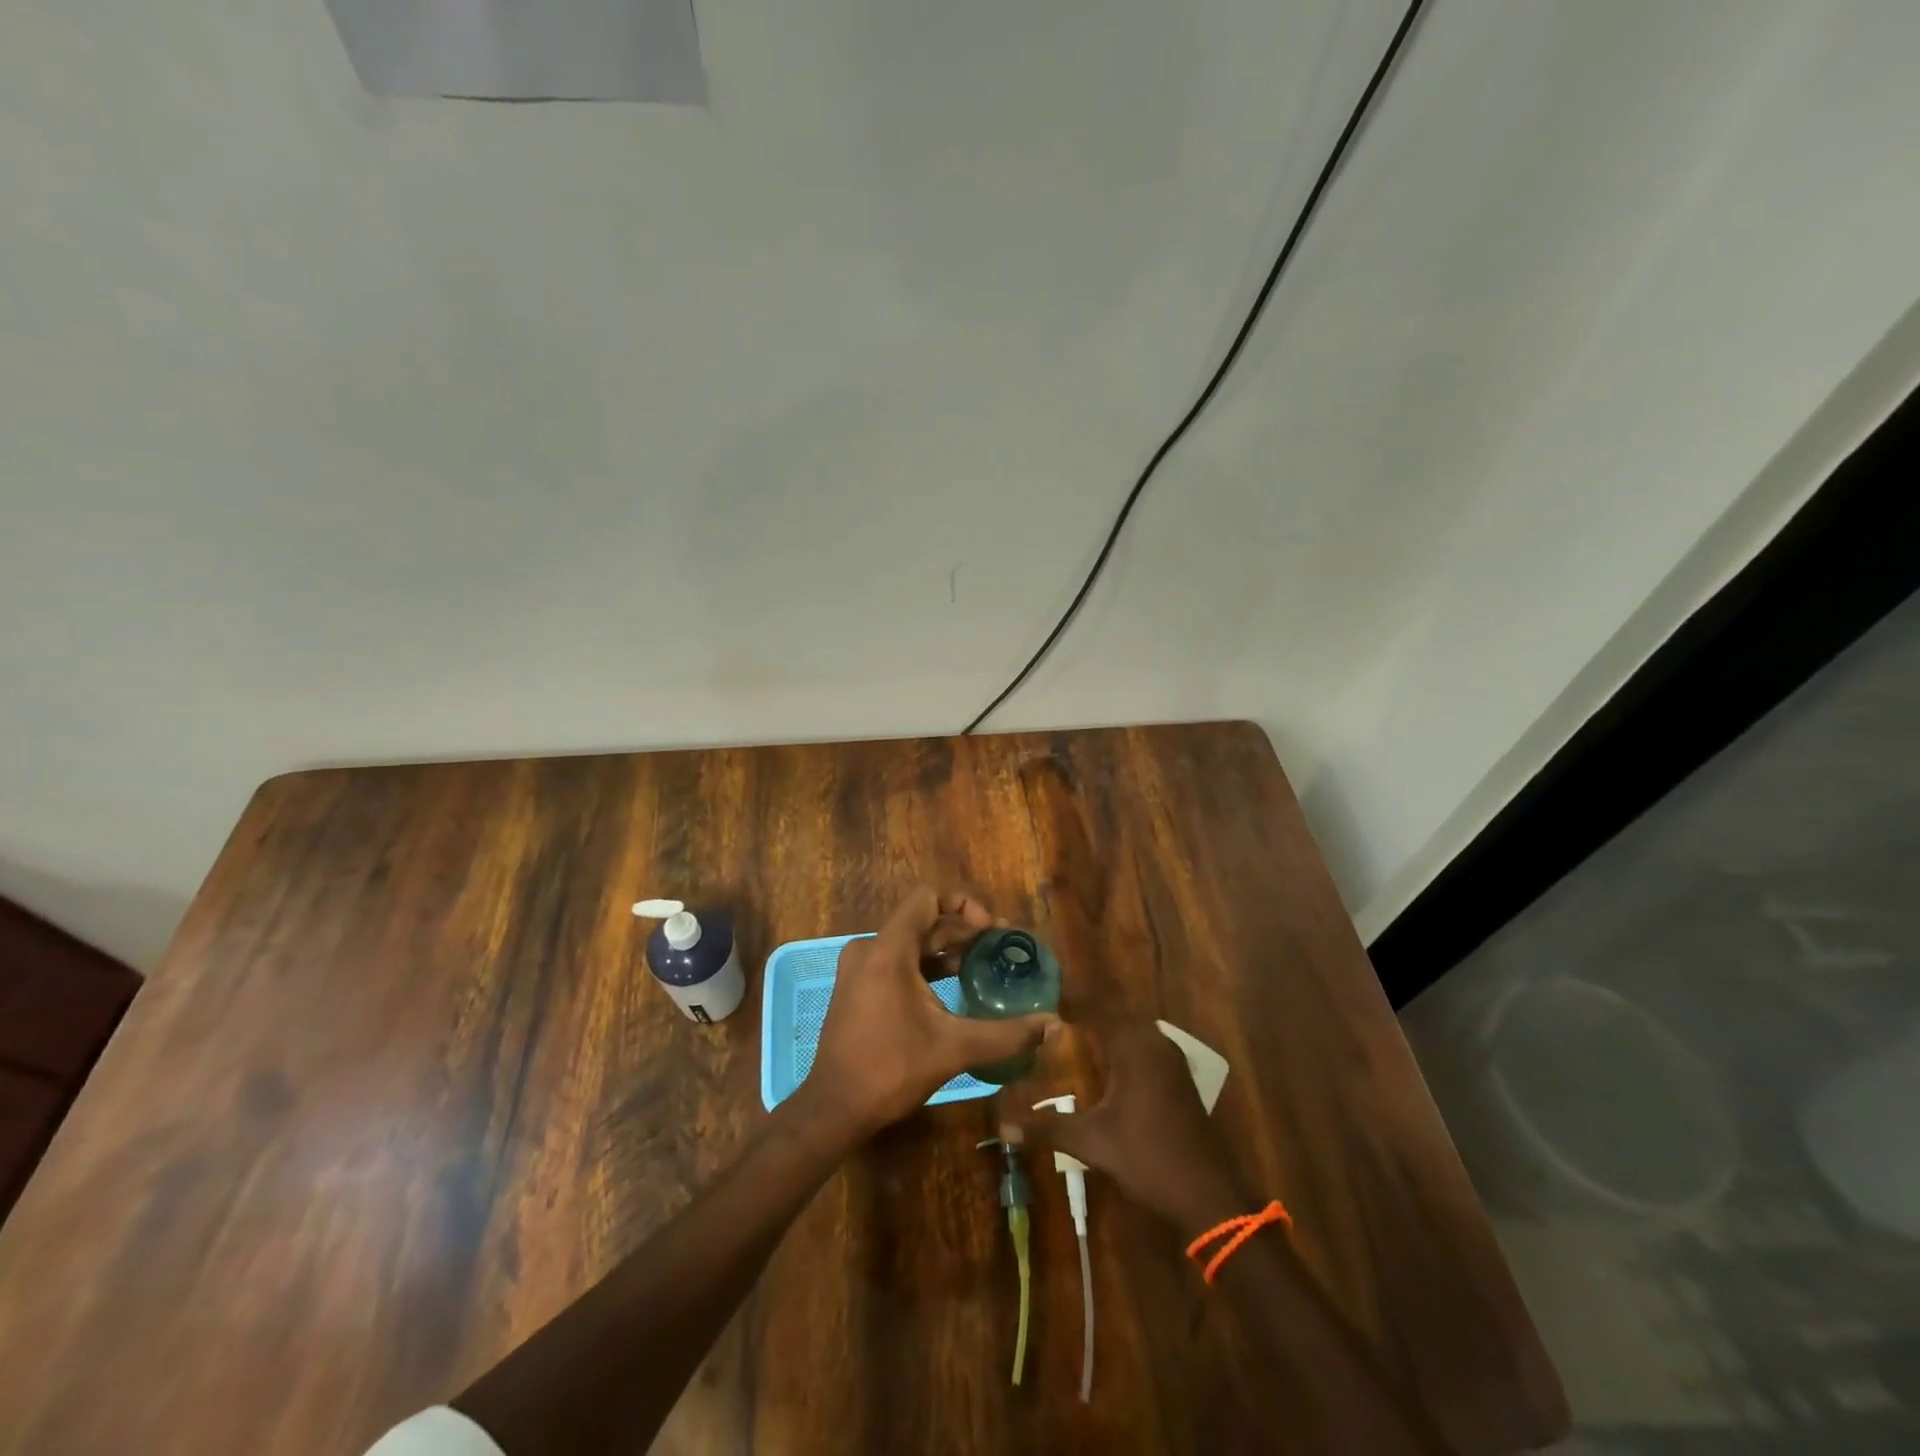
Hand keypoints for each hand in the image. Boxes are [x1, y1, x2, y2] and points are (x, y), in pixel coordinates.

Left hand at [801, 887, 1057, 1138]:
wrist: (834, 1108)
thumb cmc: (891, 1069)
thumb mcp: (954, 1048)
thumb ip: (1006, 1034)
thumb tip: (1054, 1024)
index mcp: (888, 950)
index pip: (927, 899)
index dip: (963, 905)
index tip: (991, 929)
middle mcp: (870, 949)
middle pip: (922, 921)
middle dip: (962, 930)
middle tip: (999, 947)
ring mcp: (859, 969)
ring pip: (910, 943)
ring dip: (945, 949)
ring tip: (982, 964)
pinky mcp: (857, 988)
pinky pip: (896, 961)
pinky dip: (925, 966)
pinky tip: (953, 987)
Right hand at [1000, 1022, 1245, 1234]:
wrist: (1207, 1195)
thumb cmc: (1148, 1158)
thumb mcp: (1092, 1141)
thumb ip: (1048, 1127)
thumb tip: (1004, 1125)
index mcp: (1135, 1046)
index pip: (1098, 1007)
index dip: (1071, 1000)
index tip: (1044, 996)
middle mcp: (1155, 1043)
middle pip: (1116, 1014)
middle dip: (1086, 1012)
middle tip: (1053, 1016)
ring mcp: (1171, 1061)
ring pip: (1132, 1030)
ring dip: (1106, 1028)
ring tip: (1072, 1035)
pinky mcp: (1178, 1079)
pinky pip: (1144, 1047)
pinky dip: (1122, 1046)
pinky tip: (1103, 1066)